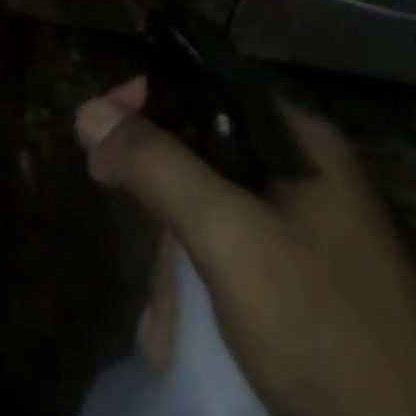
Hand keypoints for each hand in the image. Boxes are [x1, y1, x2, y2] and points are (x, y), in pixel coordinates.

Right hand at [76, 78, 415, 415]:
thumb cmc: (326, 332)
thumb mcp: (231, 239)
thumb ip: (158, 166)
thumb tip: (88, 111)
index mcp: (298, 138)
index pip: (204, 81)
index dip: (146, 96)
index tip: (97, 128)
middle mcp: (302, 169)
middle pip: (200, 144)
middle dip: (154, 189)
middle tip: (109, 201)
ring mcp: (305, 229)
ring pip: (209, 206)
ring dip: (171, 257)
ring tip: (160, 324)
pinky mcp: (302, 281)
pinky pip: (229, 253)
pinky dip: (197, 284)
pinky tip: (178, 335)